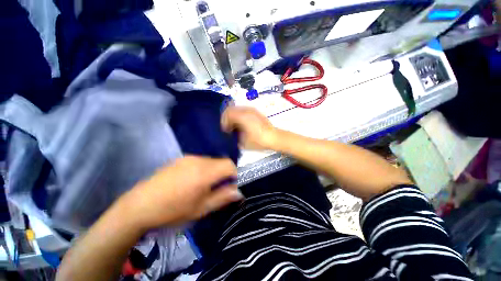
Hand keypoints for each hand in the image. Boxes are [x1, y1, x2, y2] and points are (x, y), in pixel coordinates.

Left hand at [122, 156, 241, 228]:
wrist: (139, 206)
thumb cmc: (173, 211)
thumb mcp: (201, 208)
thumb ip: (223, 197)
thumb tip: (239, 192)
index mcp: (204, 172)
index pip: (229, 164)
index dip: (234, 174)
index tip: (230, 186)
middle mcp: (198, 160)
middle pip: (220, 161)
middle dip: (224, 173)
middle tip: (217, 188)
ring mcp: (188, 158)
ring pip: (210, 161)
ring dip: (214, 171)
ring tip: (204, 186)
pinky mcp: (180, 159)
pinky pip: (199, 161)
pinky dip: (203, 169)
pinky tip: (192, 181)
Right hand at [221, 106, 278, 149]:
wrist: (274, 137)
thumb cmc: (258, 140)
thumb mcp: (243, 142)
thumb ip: (233, 136)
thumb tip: (230, 133)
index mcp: (242, 116)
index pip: (227, 113)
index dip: (224, 122)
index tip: (225, 131)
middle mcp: (246, 110)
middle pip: (231, 109)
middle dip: (227, 118)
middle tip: (228, 128)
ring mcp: (252, 110)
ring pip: (237, 109)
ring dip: (233, 116)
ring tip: (235, 126)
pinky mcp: (256, 112)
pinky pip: (243, 110)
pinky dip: (239, 116)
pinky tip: (242, 124)